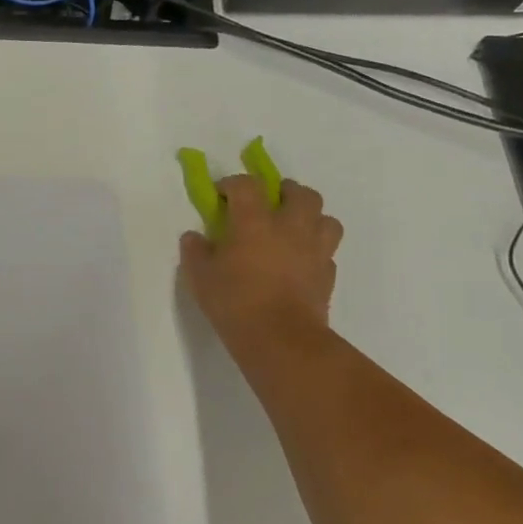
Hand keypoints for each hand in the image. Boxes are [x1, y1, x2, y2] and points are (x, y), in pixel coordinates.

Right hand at [179, 175, 343, 369]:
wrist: (281, 339)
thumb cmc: (235, 302)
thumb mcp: (200, 276)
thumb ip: (195, 251)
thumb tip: (195, 237)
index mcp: (255, 220)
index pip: (246, 184)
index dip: (232, 184)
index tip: (221, 196)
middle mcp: (290, 226)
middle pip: (300, 192)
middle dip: (285, 192)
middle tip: (269, 204)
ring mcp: (314, 250)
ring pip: (326, 218)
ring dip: (311, 218)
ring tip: (293, 231)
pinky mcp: (328, 275)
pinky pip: (327, 251)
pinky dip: (316, 251)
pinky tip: (300, 263)